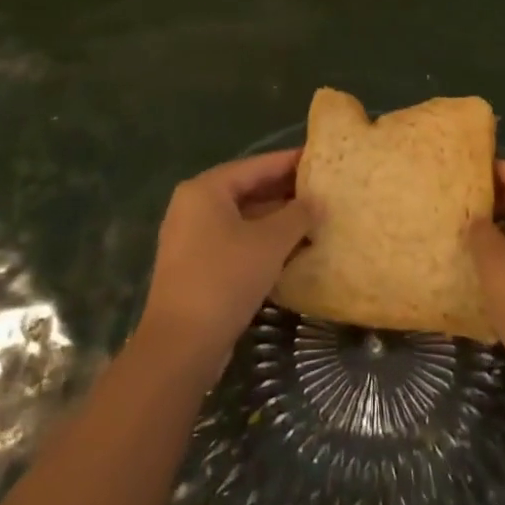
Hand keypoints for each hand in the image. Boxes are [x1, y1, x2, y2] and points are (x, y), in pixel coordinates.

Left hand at [137, 148, 316, 376]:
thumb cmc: (225, 278)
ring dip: (276, 220)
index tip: (320, 159)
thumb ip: (298, 215)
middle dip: (285, 192)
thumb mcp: (270, 242)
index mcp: (206, 189)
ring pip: (243, 218)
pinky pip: (235, 242)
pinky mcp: (196, 267)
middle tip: (323, 190)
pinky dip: (262, 242)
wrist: (181, 346)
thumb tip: (318, 202)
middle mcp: (194, 206)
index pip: (256, 165)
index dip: (290, 162)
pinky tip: (292, 250)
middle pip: (248, 189)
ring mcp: (192, 238)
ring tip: (315, 218)